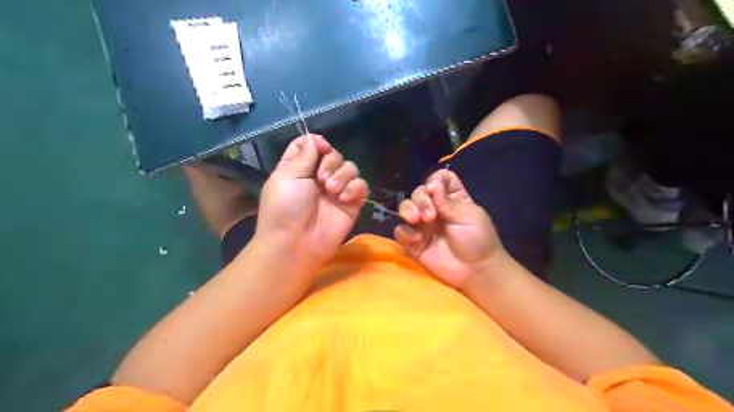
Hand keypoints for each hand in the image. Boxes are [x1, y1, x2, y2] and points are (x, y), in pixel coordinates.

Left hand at [256, 134, 370, 271]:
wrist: (296, 243)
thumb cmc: (285, 208)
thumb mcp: (287, 176)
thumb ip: (304, 155)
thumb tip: (314, 138)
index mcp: (298, 168)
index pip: (310, 145)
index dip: (317, 143)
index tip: (320, 148)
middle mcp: (318, 177)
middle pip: (333, 154)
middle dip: (331, 162)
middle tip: (322, 179)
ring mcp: (336, 190)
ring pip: (350, 168)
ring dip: (342, 175)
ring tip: (332, 191)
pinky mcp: (351, 203)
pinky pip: (361, 185)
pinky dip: (355, 188)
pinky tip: (344, 199)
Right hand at [392, 167, 508, 288]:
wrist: (475, 271)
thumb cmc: (478, 240)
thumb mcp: (468, 216)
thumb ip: (447, 201)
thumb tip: (433, 183)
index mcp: (452, 198)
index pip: (440, 179)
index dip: (436, 180)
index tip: (435, 189)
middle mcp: (435, 208)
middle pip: (419, 192)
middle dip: (421, 200)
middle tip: (430, 216)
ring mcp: (423, 225)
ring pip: (405, 208)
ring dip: (408, 210)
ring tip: (417, 221)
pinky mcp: (413, 242)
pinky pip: (400, 231)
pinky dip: (405, 233)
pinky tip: (417, 240)